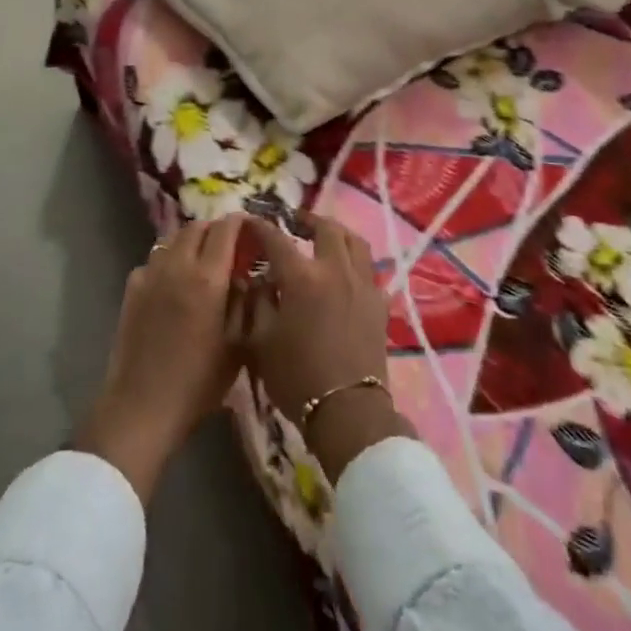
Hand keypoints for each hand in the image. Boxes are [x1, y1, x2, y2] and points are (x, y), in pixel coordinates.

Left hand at [70, 215, 243, 504]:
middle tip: (228, 245)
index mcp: (208, 278)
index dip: (240, 223)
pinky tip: (173, 284)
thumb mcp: (238, 346)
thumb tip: (246, 278)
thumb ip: (244, 304)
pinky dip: (168, 261)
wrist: (143, 406)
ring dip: (190, 242)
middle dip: (215, 229)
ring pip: (172, 240)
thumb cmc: (199, 382)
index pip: (225, 230)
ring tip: (201, 261)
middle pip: (196, 227)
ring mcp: (150, 274)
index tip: (250, 227)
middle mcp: (178, 265)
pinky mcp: (131, 288)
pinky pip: (154, 261)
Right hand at [240, 213, 409, 483]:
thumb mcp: (259, 341)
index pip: (276, 239)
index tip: (251, 220)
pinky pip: (369, 267)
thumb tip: (259, 279)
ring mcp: (362, 283)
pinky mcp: (379, 302)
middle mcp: (334, 269)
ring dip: (336, 233)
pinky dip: (354, 260)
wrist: (347, 411)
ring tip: (323, 238)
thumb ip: (257, 302)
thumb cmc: (296, 378)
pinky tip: (345, 271)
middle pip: (325, 228)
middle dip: (306, 220)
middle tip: (293, 223)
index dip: (261, 226)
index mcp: (301, 277)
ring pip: (354, 241)